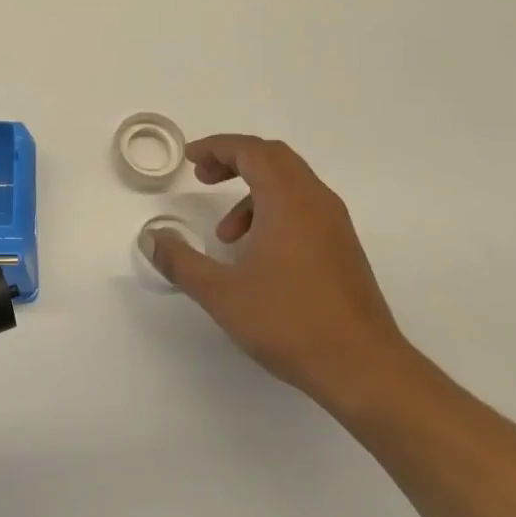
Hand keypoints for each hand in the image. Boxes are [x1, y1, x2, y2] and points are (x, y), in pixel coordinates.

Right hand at [142, 134, 415, 418]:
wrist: (365, 369)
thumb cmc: (290, 322)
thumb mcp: (222, 293)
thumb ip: (180, 262)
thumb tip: (150, 238)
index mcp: (288, 200)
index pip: (251, 151)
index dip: (217, 147)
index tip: (190, 159)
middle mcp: (316, 201)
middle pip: (273, 157)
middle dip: (234, 160)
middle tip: (203, 178)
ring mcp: (335, 224)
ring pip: (290, 183)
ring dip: (253, 190)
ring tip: (226, 233)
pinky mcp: (343, 248)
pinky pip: (304, 207)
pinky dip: (274, 211)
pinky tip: (258, 254)